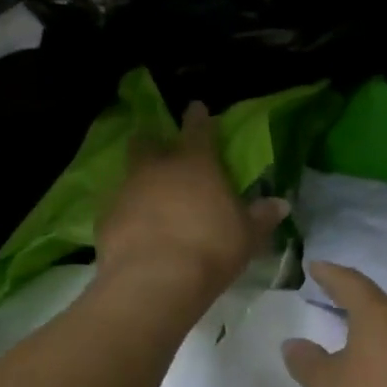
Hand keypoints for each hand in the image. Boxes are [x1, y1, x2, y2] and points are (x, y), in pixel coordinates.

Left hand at [94, 101, 287, 304]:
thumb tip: (280, 204)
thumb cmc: (211, 249)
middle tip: (157, 146)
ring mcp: (127, 191)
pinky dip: (126, 213)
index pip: (198, 130)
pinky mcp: (106, 219)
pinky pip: (118, 208)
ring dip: (138, 179)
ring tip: (146, 193)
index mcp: (195, 164)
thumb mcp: (247, 236)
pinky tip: (134, 228)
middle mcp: (157, 168)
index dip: (198, 117)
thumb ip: (261, 217)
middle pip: (148, 143)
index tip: (195, 107)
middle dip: (152, 141)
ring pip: (129, 174)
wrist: (155, 280)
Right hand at [282, 263, 386, 386]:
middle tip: (334, 300)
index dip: (330, 274)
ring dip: (378, 328)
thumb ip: (308, 362)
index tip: (314, 266)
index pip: (350, 282)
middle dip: (355, 301)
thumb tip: (293, 343)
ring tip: (360, 337)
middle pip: (379, 302)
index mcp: (379, 314)